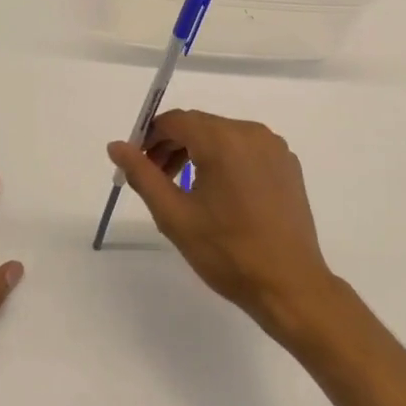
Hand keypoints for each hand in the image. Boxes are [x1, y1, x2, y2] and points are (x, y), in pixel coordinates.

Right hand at [107, 110, 338, 335]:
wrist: (289, 284)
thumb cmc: (227, 252)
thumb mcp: (175, 216)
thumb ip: (143, 175)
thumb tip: (116, 146)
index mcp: (224, 140)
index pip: (176, 121)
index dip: (150, 136)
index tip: (137, 163)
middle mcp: (252, 133)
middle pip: (201, 125)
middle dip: (173, 145)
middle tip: (155, 178)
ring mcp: (275, 148)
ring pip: (225, 136)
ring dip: (199, 152)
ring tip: (184, 188)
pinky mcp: (288, 165)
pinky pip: (248, 150)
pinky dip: (227, 160)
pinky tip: (221, 194)